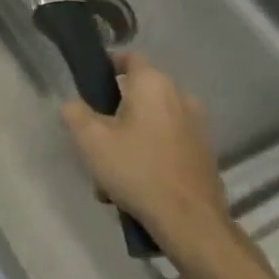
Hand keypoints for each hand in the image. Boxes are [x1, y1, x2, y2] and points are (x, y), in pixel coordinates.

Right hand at [61, 51, 234, 260]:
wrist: (189, 221)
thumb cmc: (136, 169)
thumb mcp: (90, 140)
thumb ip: (75, 113)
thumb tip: (74, 104)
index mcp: (154, 85)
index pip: (130, 57)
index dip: (107, 65)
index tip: (89, 84)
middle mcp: (181, 97)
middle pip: (139, 93)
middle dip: (115, 111)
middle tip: (94, 136)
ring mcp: (197, 126)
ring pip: (152, 121)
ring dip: (131, 137)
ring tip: (111, 170)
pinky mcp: (204, 153)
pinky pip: (167, 142)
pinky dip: (149, 154)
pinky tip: (133, 184)